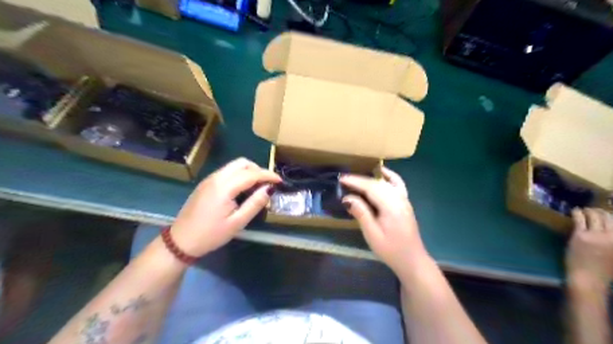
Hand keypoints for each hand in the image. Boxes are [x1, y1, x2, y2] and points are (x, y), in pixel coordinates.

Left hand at [167, 157, 279, 255]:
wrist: (181, 241)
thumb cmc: (211, 235)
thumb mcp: (237, 223)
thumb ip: (255, 204)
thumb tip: (269, 189)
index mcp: (224, 187)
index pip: (252, 174)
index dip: (268, 175)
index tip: (280, 180)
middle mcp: (216, 177)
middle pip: (242, 163)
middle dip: (258, 169)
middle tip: (268, 183)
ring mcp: (209, 179)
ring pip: (233, 166)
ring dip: (248, 171)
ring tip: (257, 186)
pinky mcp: (206, 184)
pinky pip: (226, 172)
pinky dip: (239, 175)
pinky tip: (243, 189)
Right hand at [339, 169, 430, 277]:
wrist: (412, 260)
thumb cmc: (390, 250)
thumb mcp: (372, 234)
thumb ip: (361, 213)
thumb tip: (347, 198)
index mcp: (391, 206)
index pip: (371, 187)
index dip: (355, 181)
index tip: (341, 178)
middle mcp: (399, 199)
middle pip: (378, 183)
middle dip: (360, 179)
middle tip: (343, 179)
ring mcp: (404, 200)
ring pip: (386, 182)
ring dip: (371, 178)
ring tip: (356, 178)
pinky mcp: (405, 203)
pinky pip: (397, 184)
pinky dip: (389, 177)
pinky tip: (382, 173)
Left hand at [565, 207, 611, 291]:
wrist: (588, 279)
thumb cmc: (603, 272)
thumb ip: (612, 243)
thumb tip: (608, 234)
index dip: (612, 217)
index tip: (608, 215)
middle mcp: (612, 237)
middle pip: (610, 218)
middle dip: (602, 211)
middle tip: (595, 210)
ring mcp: (597, 235)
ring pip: (595, 216)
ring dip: (590, 210)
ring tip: (585, 209)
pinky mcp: (581, 235)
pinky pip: (580, 219)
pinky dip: (577, 212)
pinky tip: (575, 210)